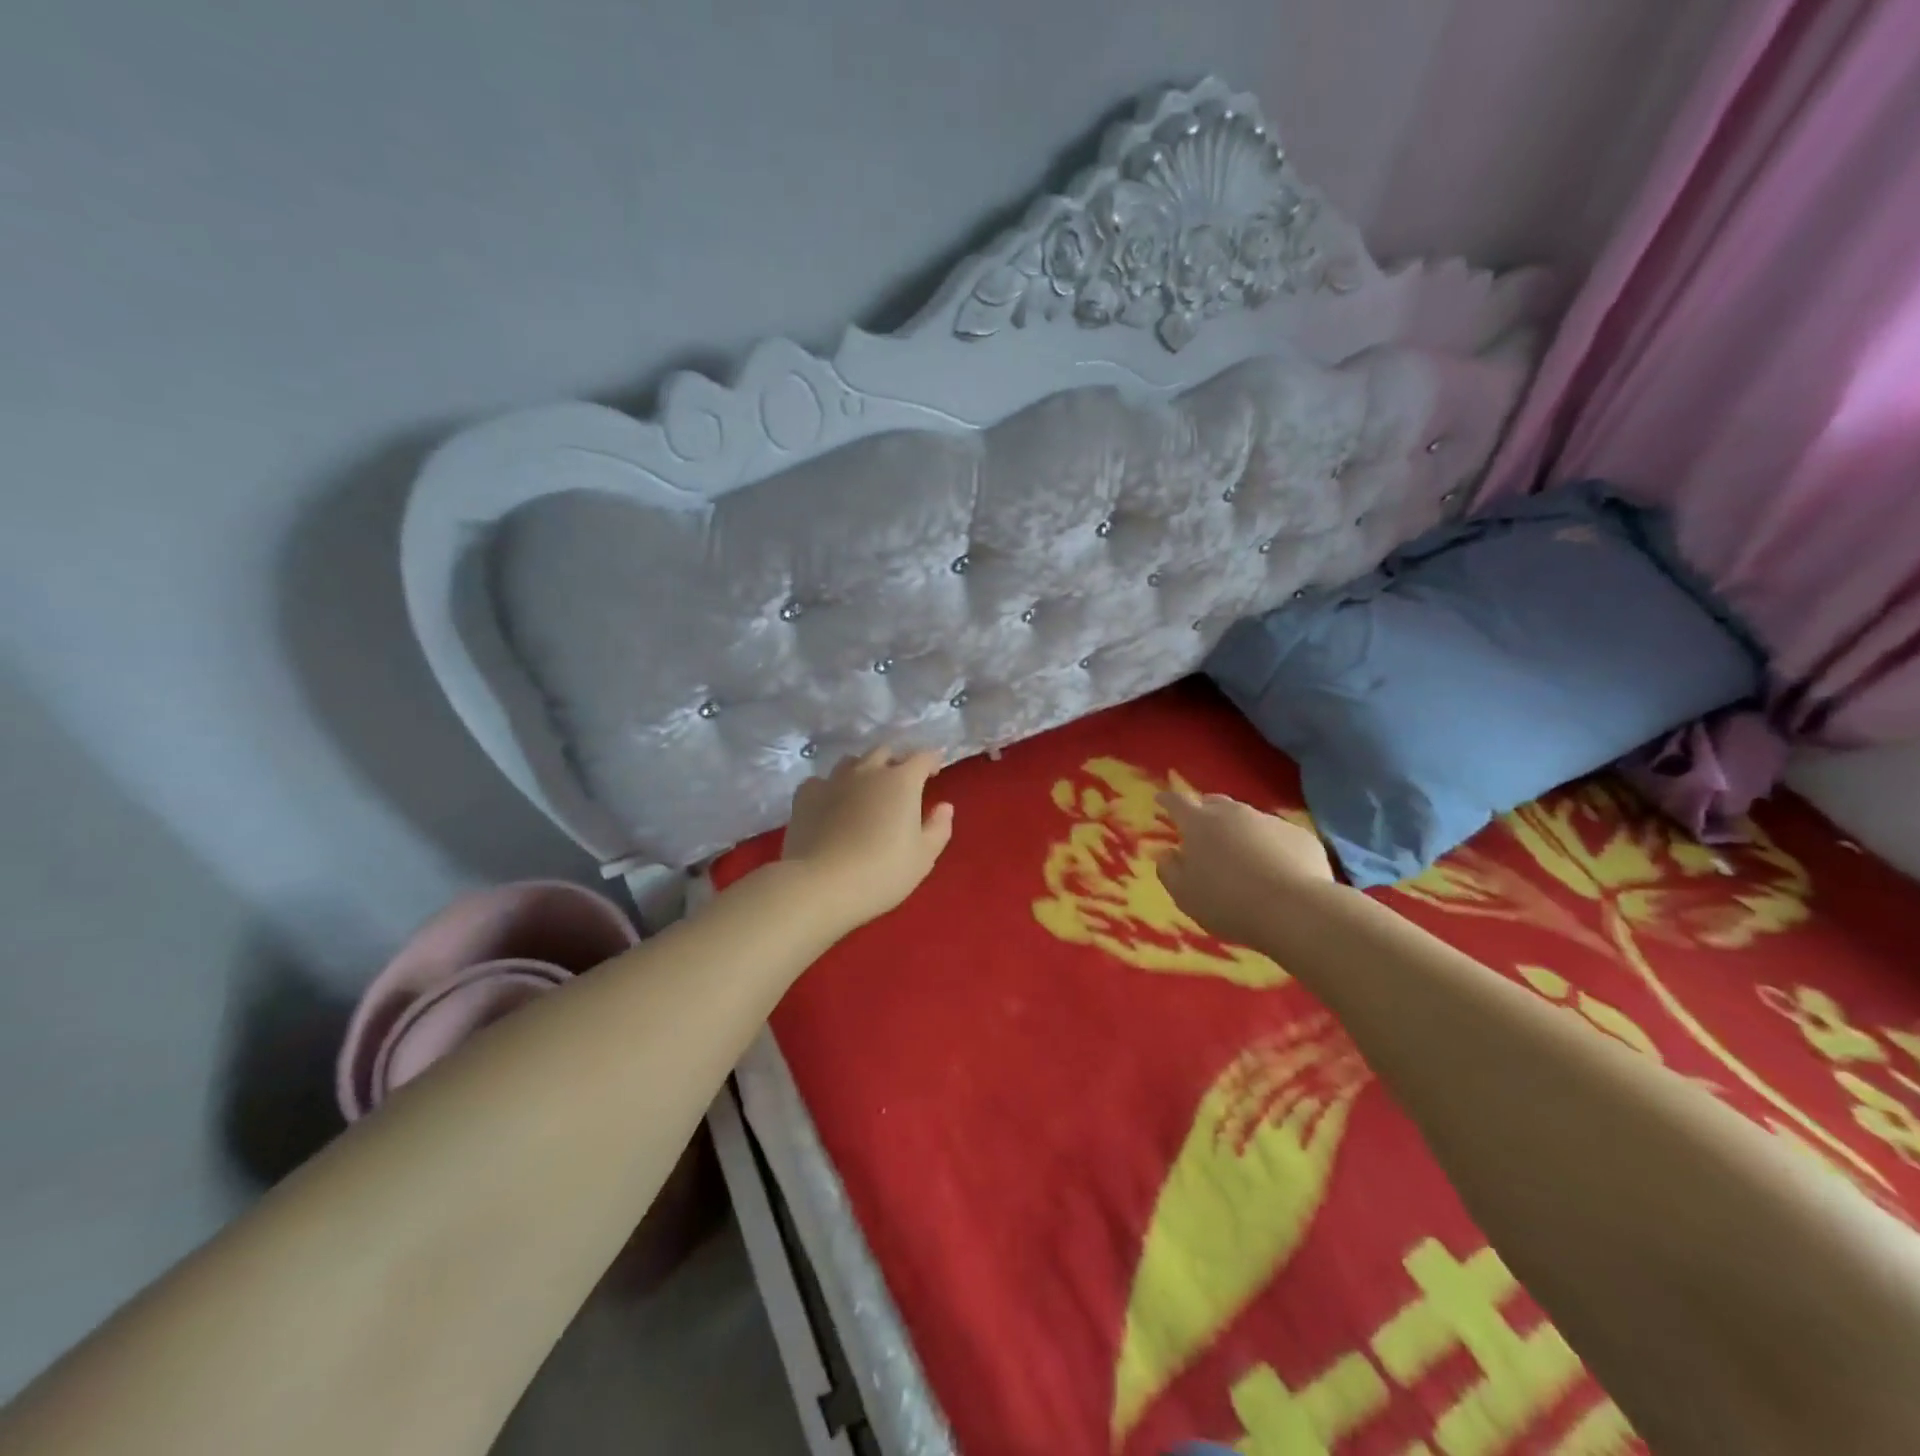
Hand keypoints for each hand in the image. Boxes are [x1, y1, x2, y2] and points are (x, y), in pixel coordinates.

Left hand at [782, 747, 954, 928]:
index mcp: (902, 781)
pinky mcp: (805, 795)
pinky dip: (830, 788)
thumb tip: (944, 806)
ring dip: (863, 770)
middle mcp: (867, 771)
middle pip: (884, 752)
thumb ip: (938, 827)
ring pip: (851, 762)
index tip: (934, 772)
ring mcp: (833, 780)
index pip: (923, 757)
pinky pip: (821, 781)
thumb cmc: (882, 872)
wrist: (820, 885)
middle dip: (896, 762)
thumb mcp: (923, 856)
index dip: (931, 761)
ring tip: (865, 790)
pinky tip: (830, 804)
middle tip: (900, 783)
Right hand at [1155, 790, 1337, 948]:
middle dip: (1203, 810)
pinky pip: (1277, 836)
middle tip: (1200, 826)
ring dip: (1238, 829)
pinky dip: (1269, 845)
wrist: (1295, 910)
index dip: (1167, 800)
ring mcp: (1270, 822)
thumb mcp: (1184, 894)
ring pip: (1247, 818)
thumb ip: (1169, 870)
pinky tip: (1274, 868)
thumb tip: (1167, 853)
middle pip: (1214, 803)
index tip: (1161, 799)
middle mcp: (1234, 814)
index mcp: (1199, 824)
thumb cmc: (1228, 902)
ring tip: (1239, 853)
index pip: (1177, 802)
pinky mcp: (1300, 836)